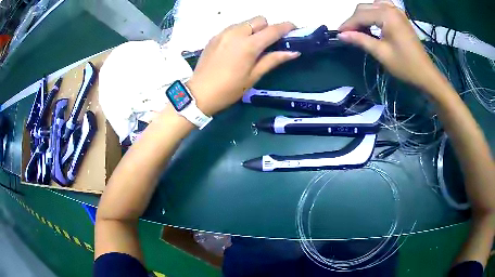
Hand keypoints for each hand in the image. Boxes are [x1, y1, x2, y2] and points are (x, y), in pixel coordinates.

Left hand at [186, 16, 299, 115]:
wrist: (199, 93)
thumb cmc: (229, 89)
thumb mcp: (253, 76)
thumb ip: (273, 60)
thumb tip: (293, 52)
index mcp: (249, 45)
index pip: (273, 30)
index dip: (287, 27)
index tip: (294, 28)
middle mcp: (236, 33)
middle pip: (259, 20)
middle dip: (268, 27)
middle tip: (268, 42)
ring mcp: (223, 33)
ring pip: (245, 22)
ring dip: (253, 29)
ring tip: (251, 46)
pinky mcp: (214, 36)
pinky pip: (233, 28)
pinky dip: (240, 33)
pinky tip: (236, 48)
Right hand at [338, 0, 443, 90]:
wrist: (426, 73)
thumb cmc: (405, 66)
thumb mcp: (381, 53)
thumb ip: (361, 40)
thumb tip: (341, 35)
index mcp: (387, 16)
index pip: (360, 15)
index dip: (348, 24)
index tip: (339, 34)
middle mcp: (391, 8)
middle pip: (364, 7)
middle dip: (355, 20)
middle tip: (349, 34)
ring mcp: (397, 11)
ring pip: (372, 5)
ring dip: (364, 15)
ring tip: (361, 29)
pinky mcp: (400, 16)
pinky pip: (382, 7)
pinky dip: (374, 12)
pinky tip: (373, 21)